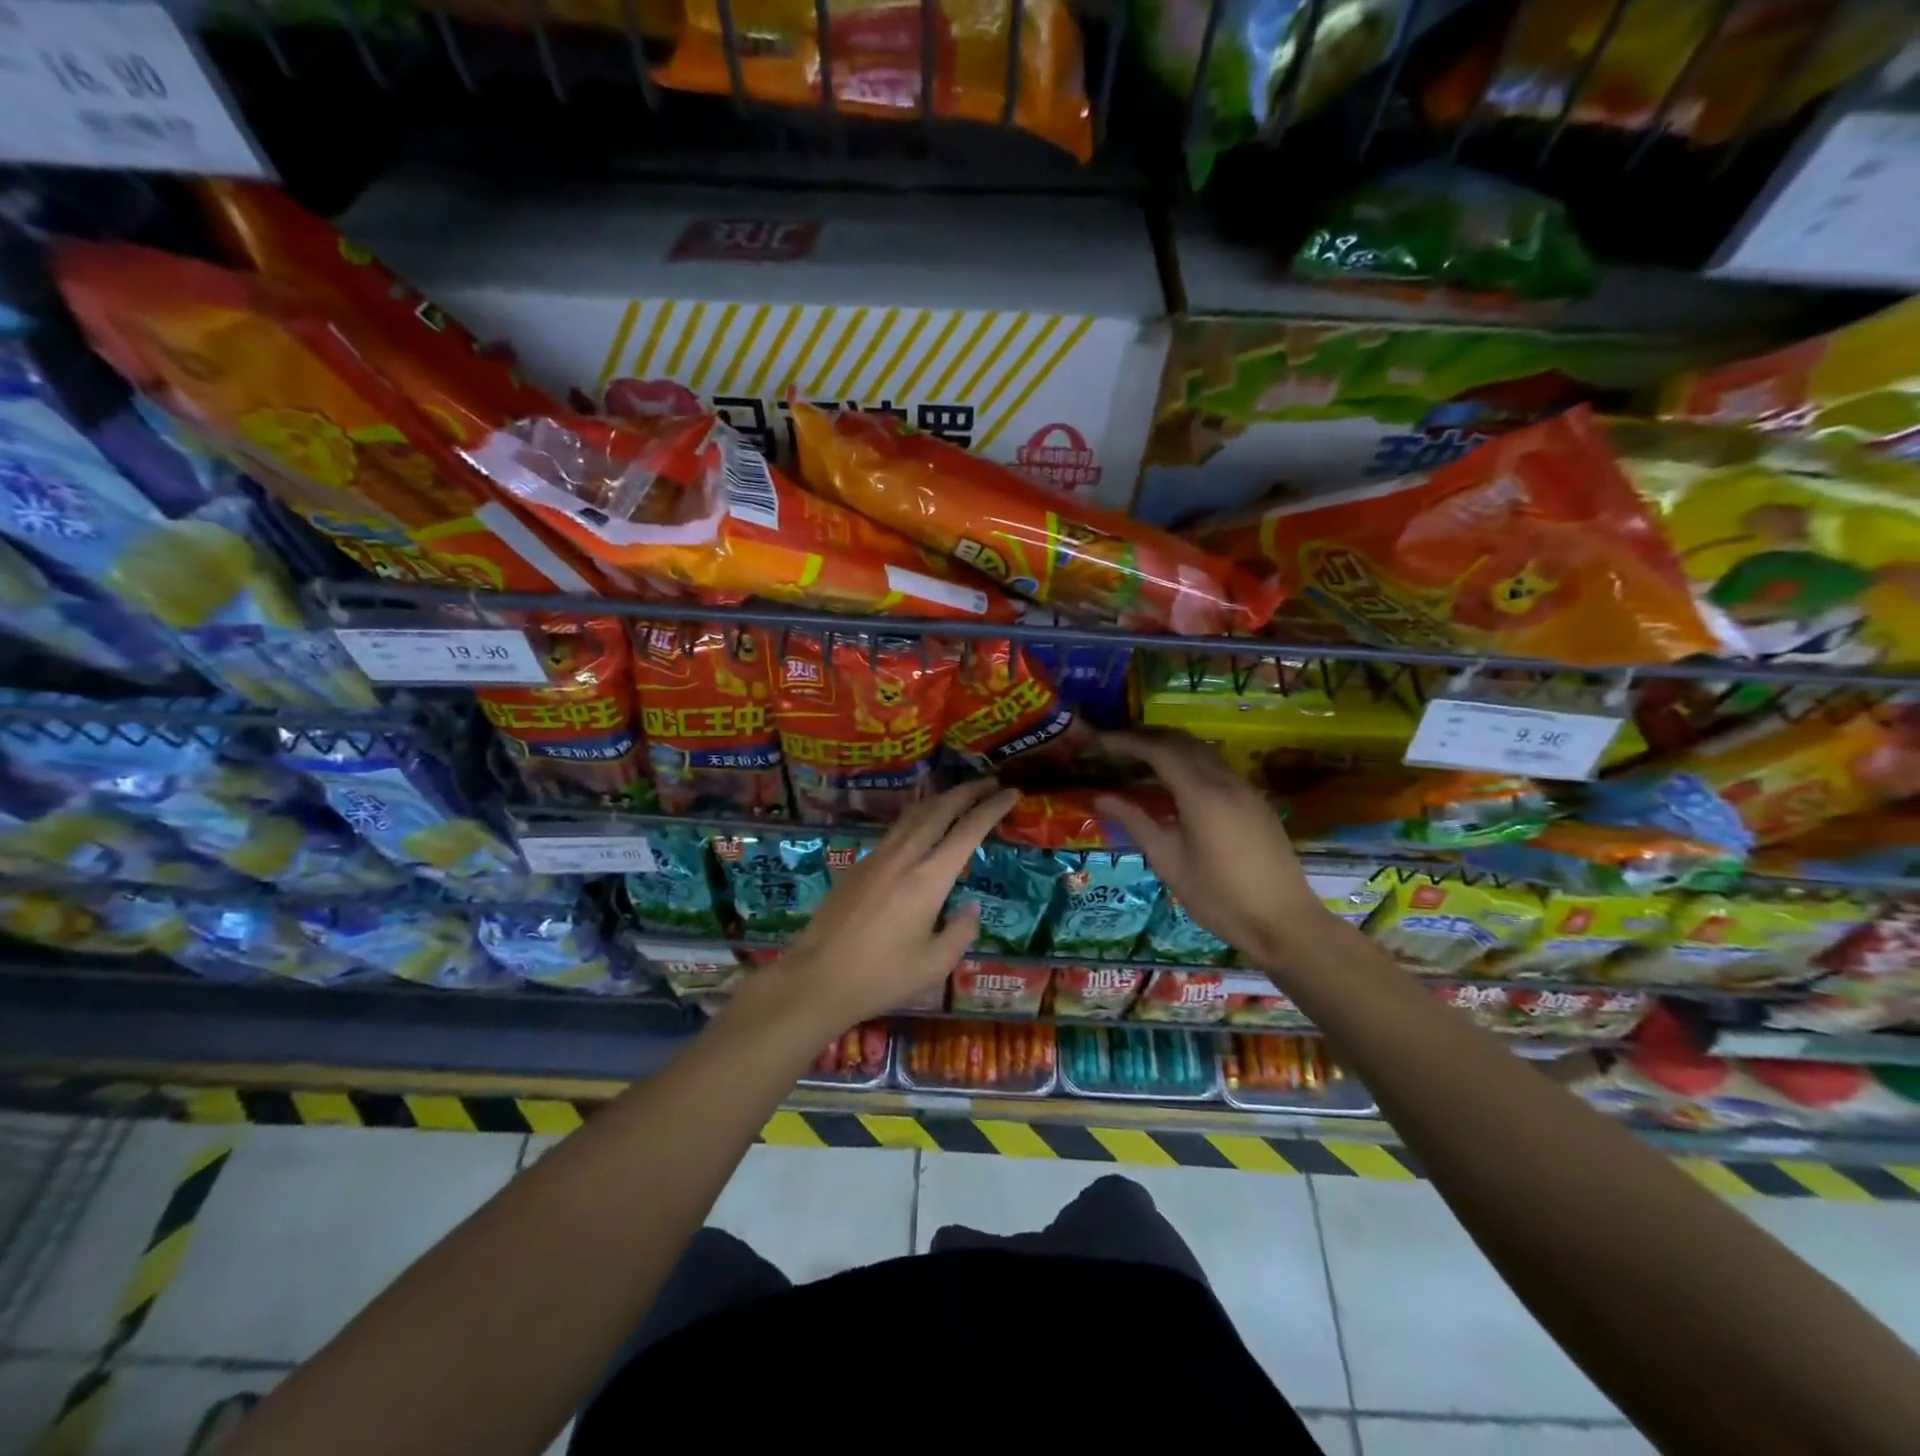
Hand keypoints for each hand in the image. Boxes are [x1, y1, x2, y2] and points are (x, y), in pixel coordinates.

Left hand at [754, 780, 1018, 1037]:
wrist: (817, 979)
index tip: (1011, 793)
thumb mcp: (935, 964)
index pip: (967, 831)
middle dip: (968, 791)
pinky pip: (895, 830)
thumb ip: (961, 932)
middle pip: (939, 809)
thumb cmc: (881, 977)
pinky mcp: (858, 866)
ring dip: (940, 799)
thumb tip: (970, 908)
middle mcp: (903, 858)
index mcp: (928, 880)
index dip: (992, 808)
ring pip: (913, 815)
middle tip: (991, 783)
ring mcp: (876, 858)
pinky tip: (921, 827)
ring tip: (960, 795)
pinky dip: (917, 817)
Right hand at [1095, 730, 1326, 969]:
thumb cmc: (1218, 897)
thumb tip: (1100, 797)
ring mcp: (1246, 789)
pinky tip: (1178, 782)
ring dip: (1172, 747)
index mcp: (1201, 793)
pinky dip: (1192, 762)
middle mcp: (1225, 781)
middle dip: (1148, 737)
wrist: (1283, 922)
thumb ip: (1135, 822)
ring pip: (1204, 752)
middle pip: (1183, 742)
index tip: (1101, 741)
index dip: (1127, 742)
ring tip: (1142, 759)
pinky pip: (1218, 767)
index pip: (1158, 751)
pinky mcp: (1257, 802)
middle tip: (1118, 746)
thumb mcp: (1168, 861)